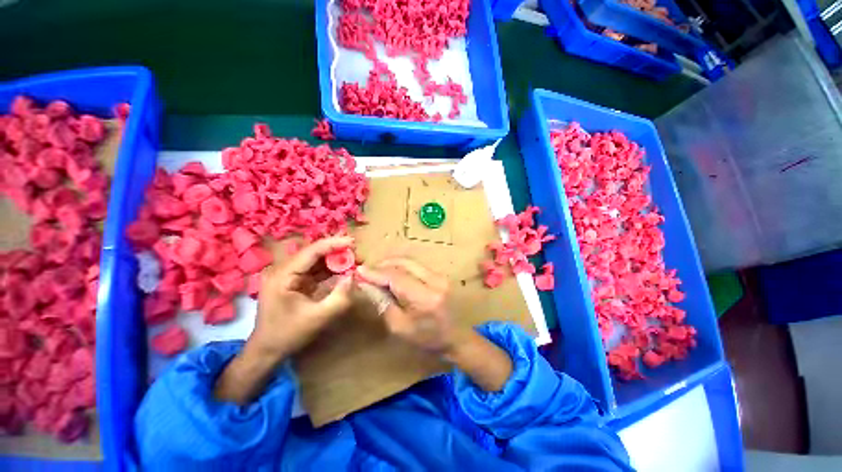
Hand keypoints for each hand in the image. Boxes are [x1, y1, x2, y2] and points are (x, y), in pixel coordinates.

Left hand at [215, 236, 353, 403]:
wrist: (267, 351)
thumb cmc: (289, 335)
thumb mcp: (318, 318)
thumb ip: (339, 298)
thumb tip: (353, 277)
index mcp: (283, 275)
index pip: (311, 251)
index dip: (333, 244)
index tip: (353, 242)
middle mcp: (284, 270)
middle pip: (314, 253)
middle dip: (337, 252)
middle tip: (358, 254)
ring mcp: (289, 276)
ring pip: (316, 261)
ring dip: (335, 260)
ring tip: (355, 261)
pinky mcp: (296, 282)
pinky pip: (316, 271)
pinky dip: (331, 270)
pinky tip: (344, 271)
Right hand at [358, 258, 461, 353]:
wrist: (457, 338)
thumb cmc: (428, 339)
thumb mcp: (400, 327)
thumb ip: (383, 303)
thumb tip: (366, 285)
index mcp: (425, 298)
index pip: (396, 277)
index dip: (376, 273)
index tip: (359, 271)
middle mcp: (435, 281)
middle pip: (404, 263)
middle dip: (383, 264)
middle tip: (368, 271)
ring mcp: (440, 276)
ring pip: (411, 262)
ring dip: (392, 264)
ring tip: (377, 272)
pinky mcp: (441, 275)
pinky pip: (417, 266)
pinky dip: (402, 267)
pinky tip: (393, 274)